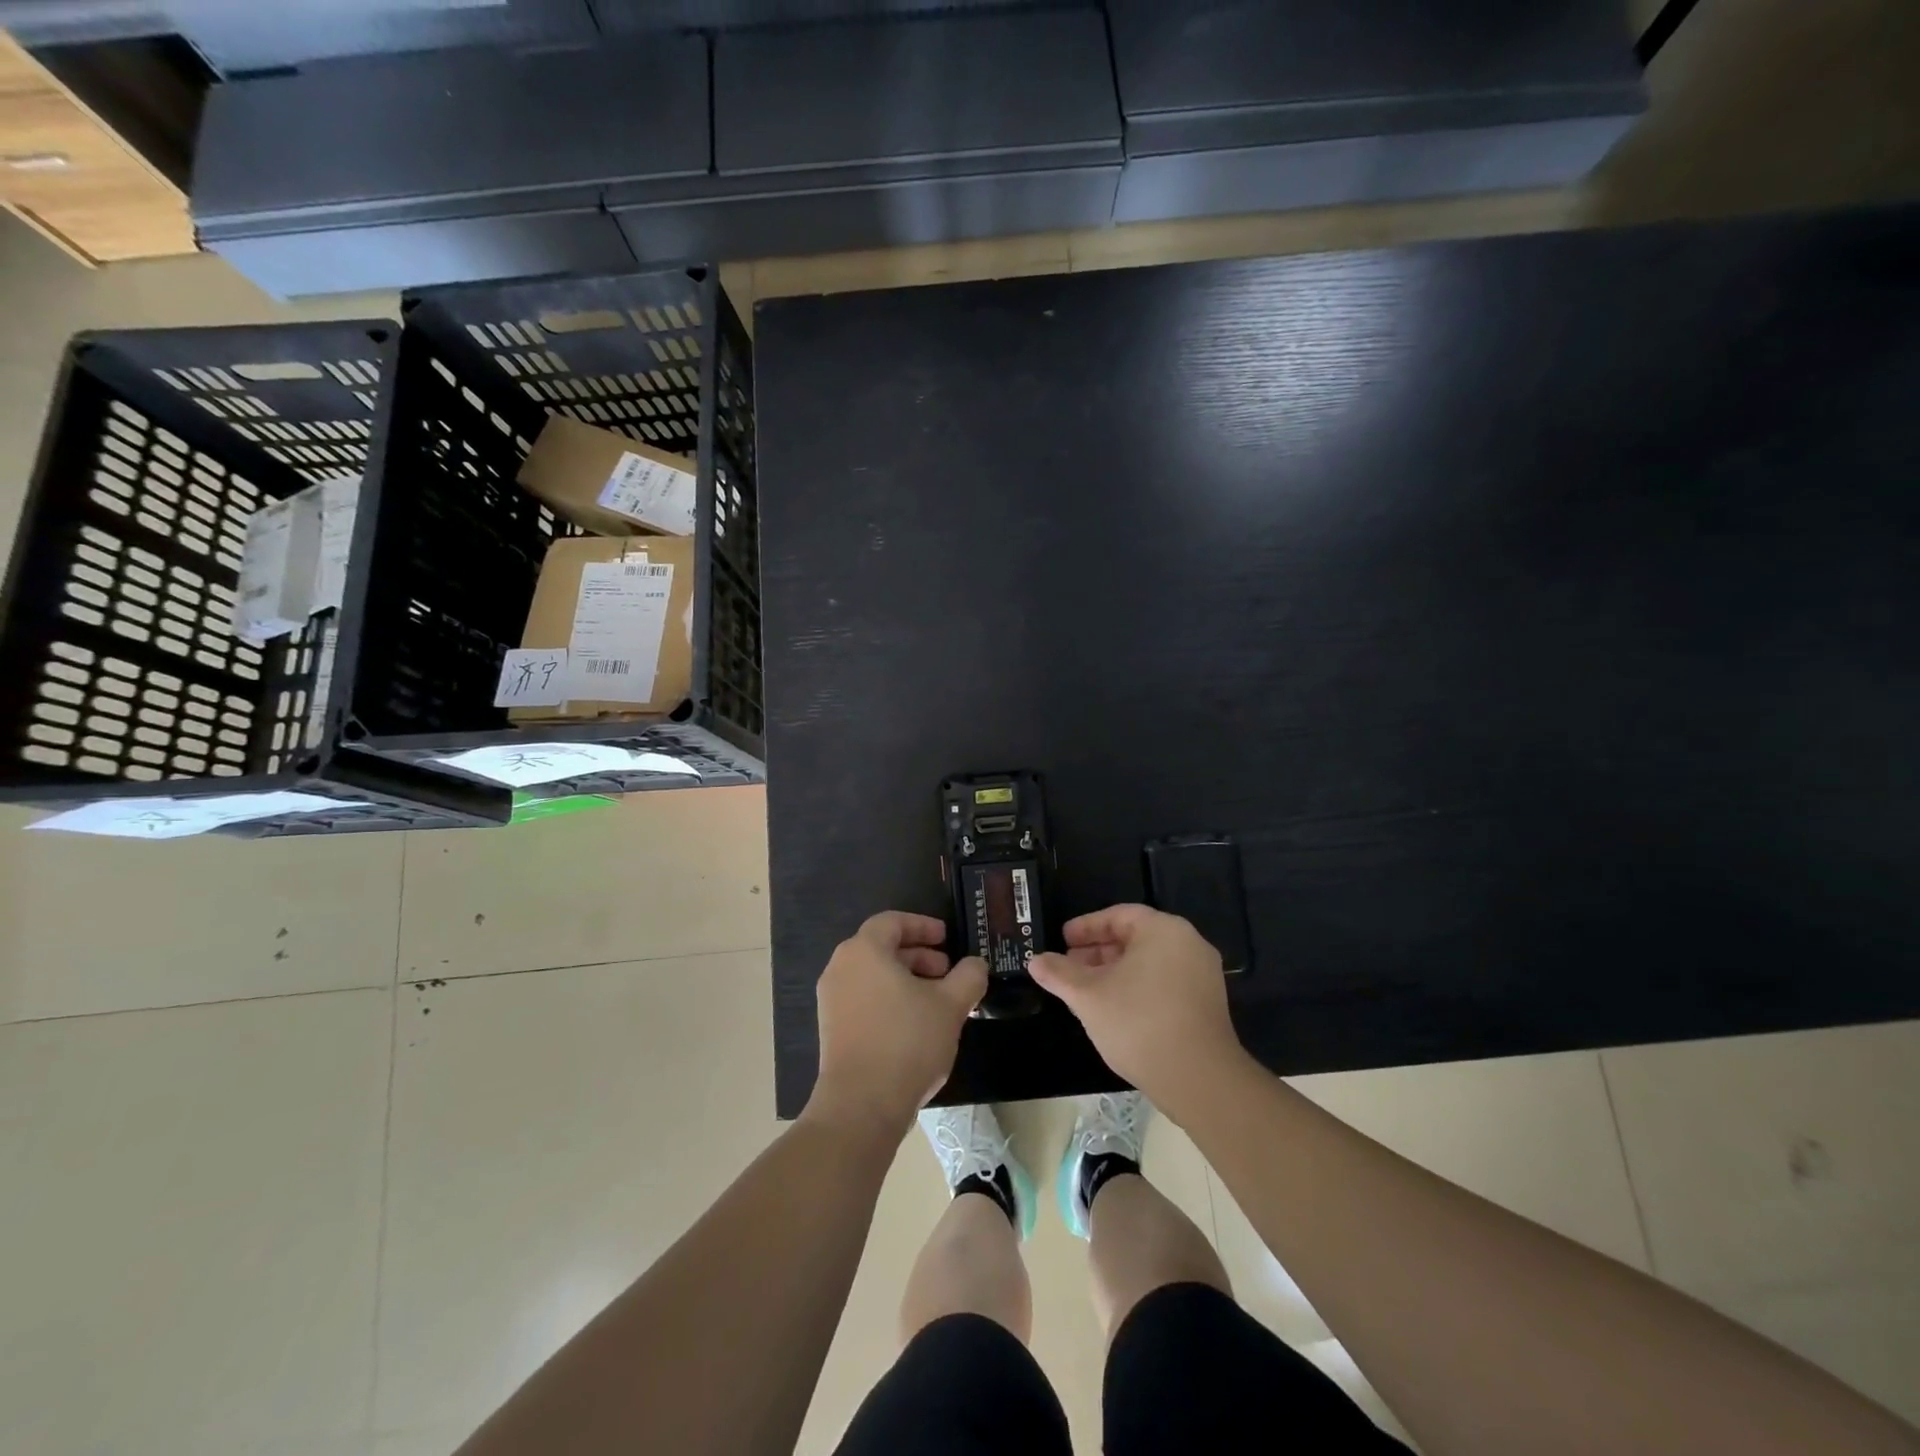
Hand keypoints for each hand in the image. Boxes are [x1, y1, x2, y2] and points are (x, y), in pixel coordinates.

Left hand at [808, 912, 987, 1138]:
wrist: (861, 1106)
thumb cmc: (907, 1042)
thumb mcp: (951, 1005)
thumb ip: (968, 976)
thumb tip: (975, 964)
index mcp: (864, 951)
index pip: (892, 922)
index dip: (922, 926)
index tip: (947, 938)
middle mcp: (841, 968)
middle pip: (882, 948)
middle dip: (918, 955)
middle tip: (947, 972)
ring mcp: (831, 1000)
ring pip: (873, 975)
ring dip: (906, 979)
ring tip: (937, 1001)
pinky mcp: (831, 1029)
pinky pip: (863, 999)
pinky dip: (889, 999)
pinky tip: (915, 1025)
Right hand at [1029, 904, 1244, 1114]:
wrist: (1199, 1080)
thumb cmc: (1139, 1023)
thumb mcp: (1088, 995)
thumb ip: (1059, 974)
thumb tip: (1035, 960)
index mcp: (1163, 930)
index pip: (1118, 915)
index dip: (1086, 927)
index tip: (1062, 940)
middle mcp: (1188, 944)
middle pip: (1135, 938)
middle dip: (1098, 951)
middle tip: (1068, 966)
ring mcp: (1202, 975)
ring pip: (1149, 963)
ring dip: (1114, 972)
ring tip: (1085, 991)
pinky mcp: (1206, 1004)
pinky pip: (1164, 982)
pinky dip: (1136, 988)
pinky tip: (1113, 1010)